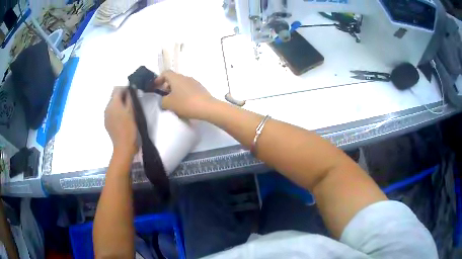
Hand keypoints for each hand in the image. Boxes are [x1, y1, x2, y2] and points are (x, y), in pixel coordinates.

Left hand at [105, 87, 137, 156]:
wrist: (123, 146)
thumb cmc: (130, 127)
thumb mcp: (132, 111)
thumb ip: (129, 98)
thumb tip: (129, 89)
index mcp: (114, 103)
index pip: (117, 89)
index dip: (124, 88)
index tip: (132, 92)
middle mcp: (107, 107)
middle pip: (113, 96)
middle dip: (121, 96)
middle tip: (130, 102)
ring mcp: (106, 116)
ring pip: (112, 105)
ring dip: (118, 104)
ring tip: (126, 111)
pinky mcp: (106, 123)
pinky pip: (110, 113)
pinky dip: (116, 112)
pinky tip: (122, 119)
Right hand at [154, 71, 214, 118]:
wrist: (206, 107)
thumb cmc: (185, 103)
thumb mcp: (168, 104)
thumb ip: (162, 101)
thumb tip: (164, 100)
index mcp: (176, 78)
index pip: (165, 73)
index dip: (159, 79)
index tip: (155, 87)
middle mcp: (185, 77)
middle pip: (173, 78)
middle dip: (167, 86)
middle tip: (164, 96)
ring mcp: (194, 82)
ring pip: (181, 84)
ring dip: (175, 90)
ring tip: (173, 101)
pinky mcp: (201, 88)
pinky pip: (188, 89)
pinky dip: (183, 93)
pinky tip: (184, 103)